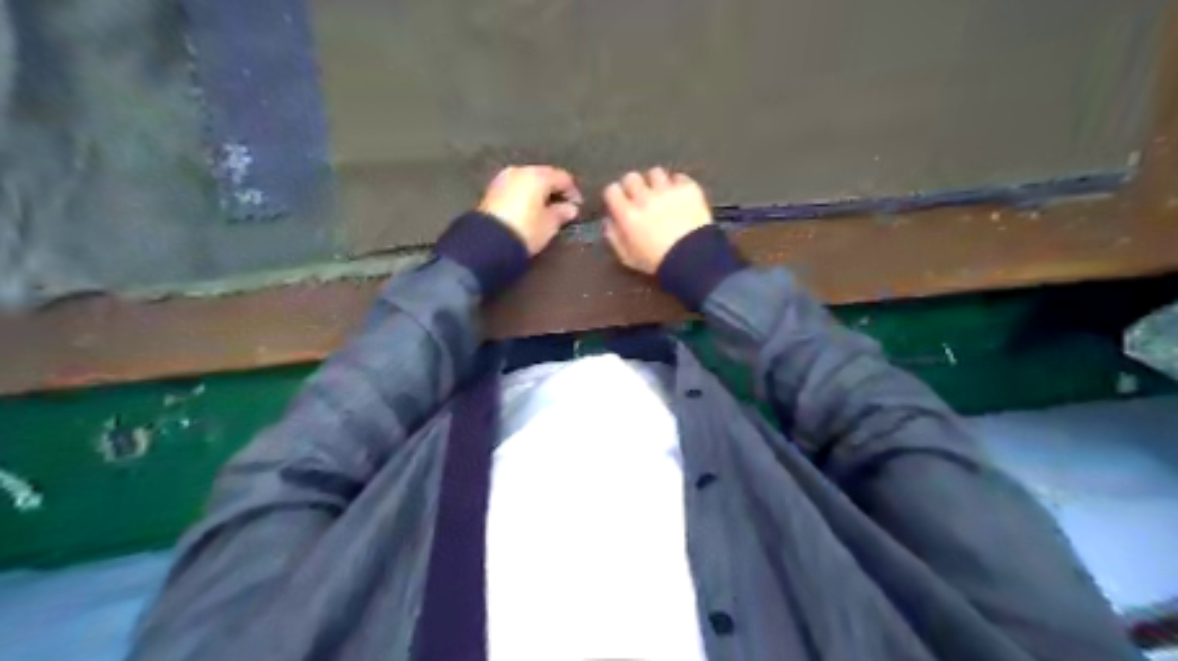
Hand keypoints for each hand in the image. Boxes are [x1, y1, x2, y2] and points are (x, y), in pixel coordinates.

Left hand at [475, 167, 579, 254]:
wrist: (488, 243)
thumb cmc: (526, 230)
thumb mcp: (549, 225)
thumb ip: (562, 213)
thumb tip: (570, 208)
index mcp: (537, 175)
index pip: (562, 177)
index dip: (573, 192)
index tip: (578, 207)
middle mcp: (519, 171)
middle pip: (543, 176)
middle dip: (554, 190)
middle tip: (562, 207)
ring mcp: (502, 179)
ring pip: (527, 181)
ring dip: (538, 193)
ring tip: (545, 209)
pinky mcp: (491, 191)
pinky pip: (515, 189)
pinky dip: (524, 196)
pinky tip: (529, 210)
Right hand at [608, 171, 707, 276]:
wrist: (693, 259)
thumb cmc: (658, 262)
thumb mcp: (628, 257)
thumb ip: (614, 236)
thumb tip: (609, 220)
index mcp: (627, 215)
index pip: (612, 190)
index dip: (615, 195)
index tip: (620, 201)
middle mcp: (645, 198)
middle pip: (632, 178)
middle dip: (634, 186)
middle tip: (640, 197)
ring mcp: (667, 191)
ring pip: (655, 173)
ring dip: (656, 183)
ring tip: (661, 194)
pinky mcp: (687, 189)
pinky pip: (679, 177)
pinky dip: (677, 185)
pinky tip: (679, 196)